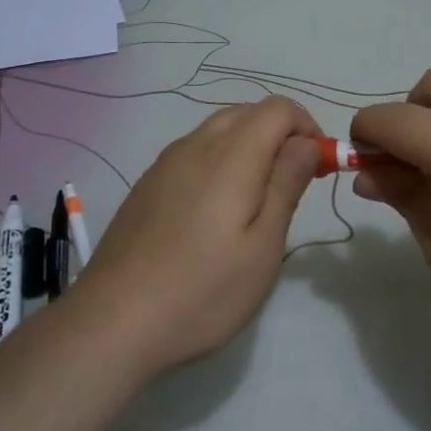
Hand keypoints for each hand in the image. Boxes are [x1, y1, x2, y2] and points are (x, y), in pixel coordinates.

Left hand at [73, 97, 321, 373]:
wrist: (112, 322)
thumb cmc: (202, 291)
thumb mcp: (262, 246)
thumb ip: (286, 185)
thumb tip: (306, 143)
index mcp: (230, 155)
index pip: (277, 109)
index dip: (307, 127)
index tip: (319, 169)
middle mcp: (194, 146)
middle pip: (246, 113)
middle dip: (280, 135)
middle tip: (294, 184)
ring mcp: (164, 164)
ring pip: (217, 131)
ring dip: (249, 147)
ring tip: (257, 201)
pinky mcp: (146, 186)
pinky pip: (193, 153)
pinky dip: (219, 161)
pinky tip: (215, 212)